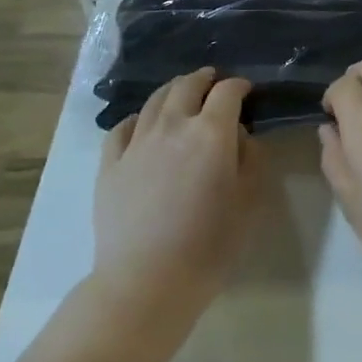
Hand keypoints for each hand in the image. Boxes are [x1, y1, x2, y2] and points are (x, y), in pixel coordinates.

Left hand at [91, 69, 256, 332]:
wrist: (146, 282)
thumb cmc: (209, 246)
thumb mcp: (249, 202)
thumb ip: (251, 159)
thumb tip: (240, 135)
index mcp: (211, 132)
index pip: (228, 92)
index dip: (239, 86)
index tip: (247, 90)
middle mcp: (173, 125)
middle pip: (187, 85)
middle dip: (204, 79)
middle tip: (213, 80)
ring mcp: (137, 142)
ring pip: (155, 100)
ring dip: (172, 90)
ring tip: (181, 93)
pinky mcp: (110, 164)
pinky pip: (123, 127)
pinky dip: (138, 118)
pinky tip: (141, 124)